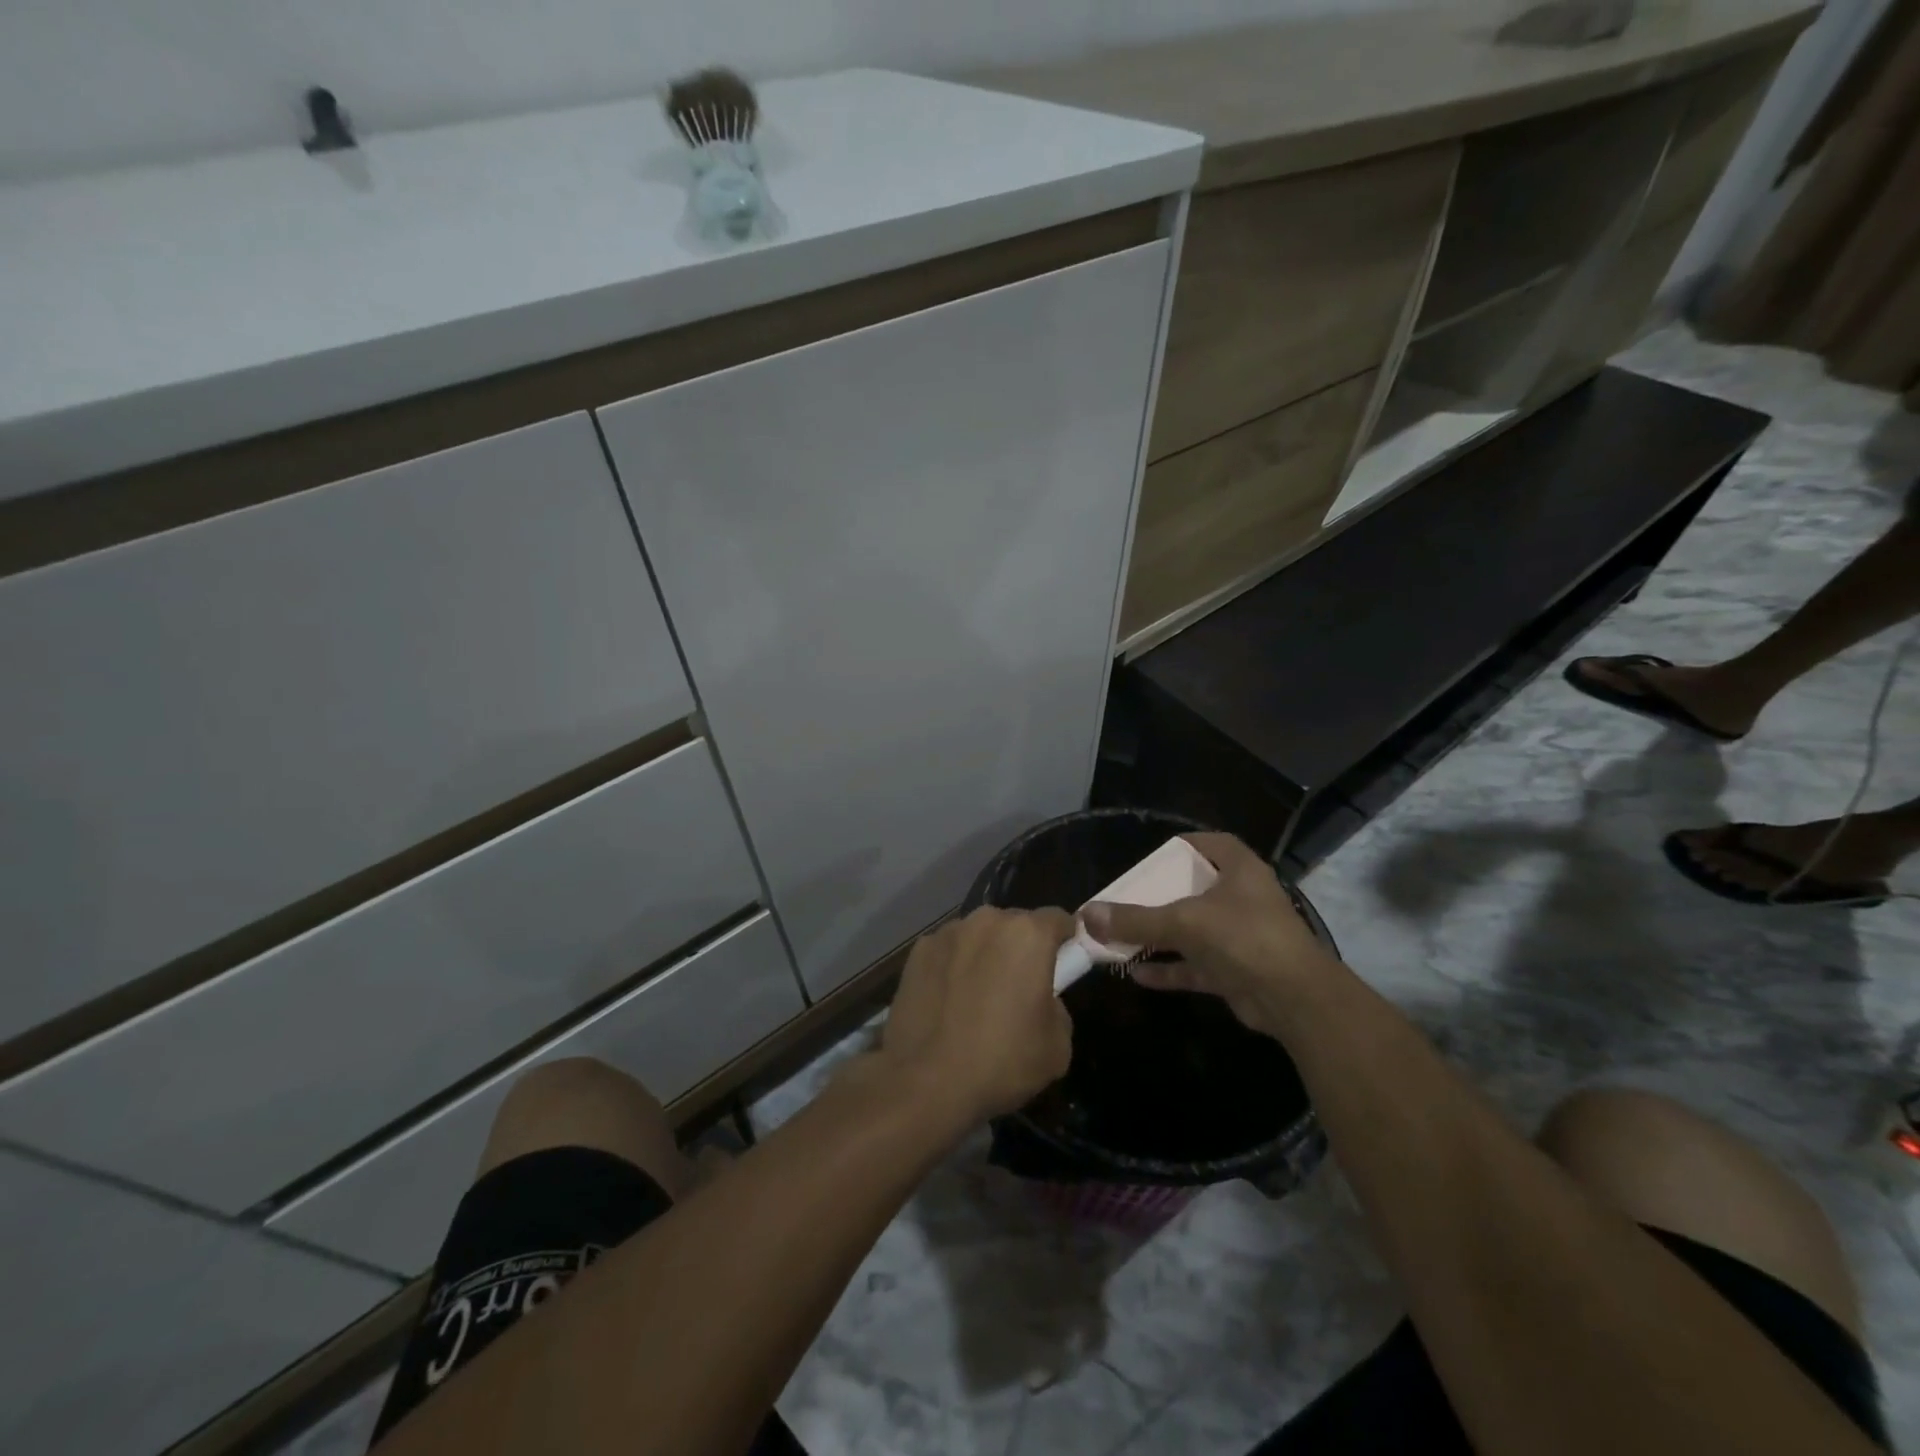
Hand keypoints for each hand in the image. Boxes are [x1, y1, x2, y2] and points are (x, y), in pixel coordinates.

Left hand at [879, 906, 1074, 1124]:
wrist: (926, 1081)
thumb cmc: (1002, 1061)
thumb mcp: (1058, 1046)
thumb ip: (1058, 1007)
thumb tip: (1043, 999)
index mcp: (1028, 935)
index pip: (1058, 919)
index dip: (1065, 940)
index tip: (1063, 963)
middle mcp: (987, 921)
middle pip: (1015, 924)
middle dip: (1022, 947)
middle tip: (1019, 987)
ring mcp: (948, 933)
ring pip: (979, 935)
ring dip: (985, 954)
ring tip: (977, 997)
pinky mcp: (918, 951)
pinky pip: (948, 952)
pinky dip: (953, 966)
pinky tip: (947, 1002)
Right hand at [1082, 833, 1343, 1039]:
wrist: (1295, 1000)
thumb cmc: (1244, 938)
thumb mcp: (1184, 922)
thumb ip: (1135, 919)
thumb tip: (1086, 915)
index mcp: (1239, 870)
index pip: (1211, 843)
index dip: (1182, 845)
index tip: (1151, 856)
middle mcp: (1241, 898)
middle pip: (1194, 888)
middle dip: (1160, 895)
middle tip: (1126, 898)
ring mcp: (1239, 936)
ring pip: (1191, 930)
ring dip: (1159, 936)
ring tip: (1121, 936)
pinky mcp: (1235, 971)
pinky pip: (1193, 965)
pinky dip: (1167, 969)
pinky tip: (1135, 973)